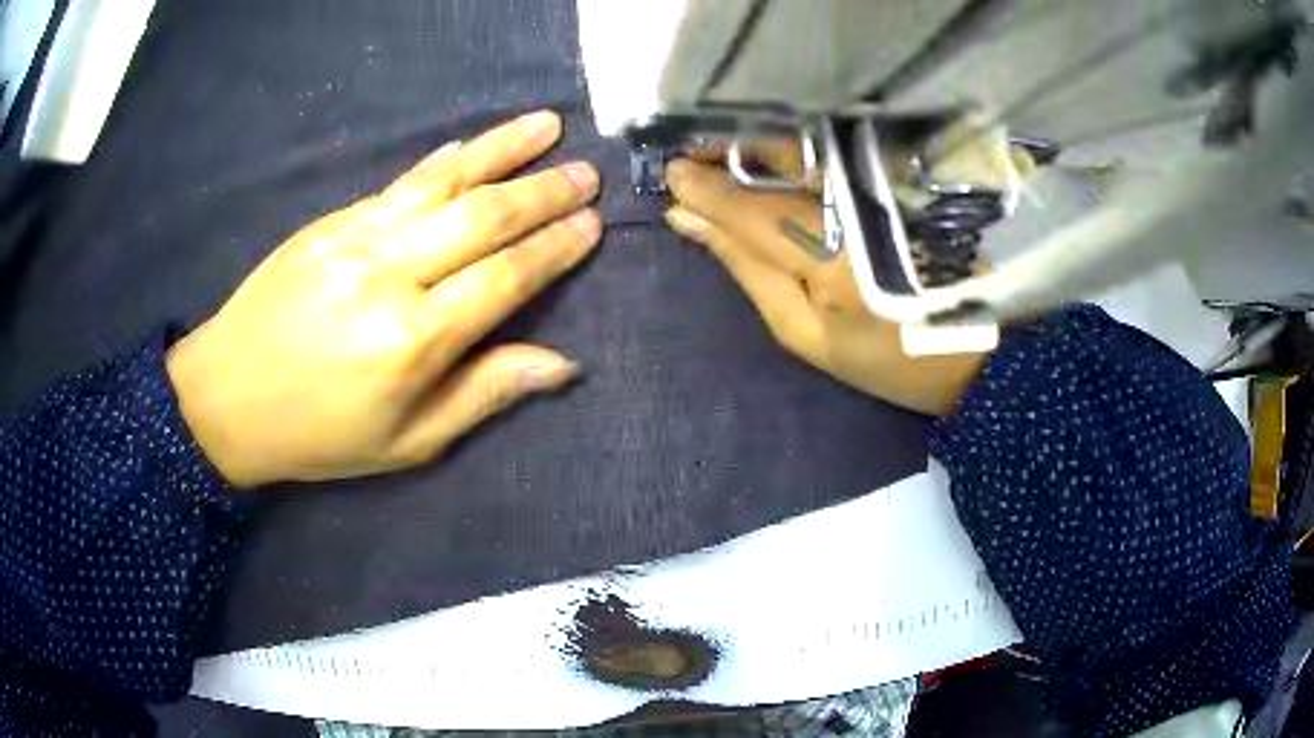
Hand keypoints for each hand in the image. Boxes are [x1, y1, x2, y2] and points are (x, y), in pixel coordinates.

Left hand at [167, 110, 601, 488]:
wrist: (227, 397)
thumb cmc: (321, 434)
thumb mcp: (408, 442)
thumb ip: (484, 393)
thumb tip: (562, 363)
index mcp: (414, 340)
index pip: (506, 278)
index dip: (554, 249)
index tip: (591, 224)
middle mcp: (391, 275)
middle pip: (483, 218)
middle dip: (543, 191)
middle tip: (586, 173)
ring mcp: (357, 237)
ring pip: (444, 181)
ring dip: (502, 149)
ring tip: (548, 124)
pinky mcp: (331, 222)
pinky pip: (399, 182)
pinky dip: (444, 160)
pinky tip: (472, 145)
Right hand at [663, 155, 983, 415]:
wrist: (971, 354)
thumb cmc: (885, 360)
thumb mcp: (806, 335)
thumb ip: (747, 271)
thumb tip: (689, 220)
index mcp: (834, 256)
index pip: (751, 207)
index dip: (706, 188)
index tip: (668, 176)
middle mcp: (859, 204)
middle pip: (779, 160)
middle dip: (726, 153)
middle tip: (690, 157)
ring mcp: (883, 185)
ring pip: (805, 149)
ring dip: (756, 146)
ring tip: (721, 156)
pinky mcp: (899, 179)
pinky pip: (833, 154)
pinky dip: (793, 152)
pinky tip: (769, 157)